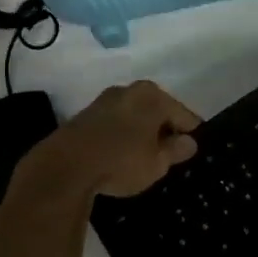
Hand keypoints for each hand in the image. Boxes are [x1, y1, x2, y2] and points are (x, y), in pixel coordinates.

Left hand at [21, 81, 200, 198]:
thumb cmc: (121, 161)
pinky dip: (123, 134)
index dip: (190, 134)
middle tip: (169, 156)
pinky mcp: (87, 113)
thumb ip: (176, 150)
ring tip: (144, 158)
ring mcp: (106, 99)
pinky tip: (120, 154)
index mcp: (154, 96)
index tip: (192, 151)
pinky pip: (116, 122)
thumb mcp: (156, 163)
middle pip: (158, 111)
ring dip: (142, 132)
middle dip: (165, 130)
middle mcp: (131, 90)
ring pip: (135, 115)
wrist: (65, 166)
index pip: (184, 115)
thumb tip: (189, 142)